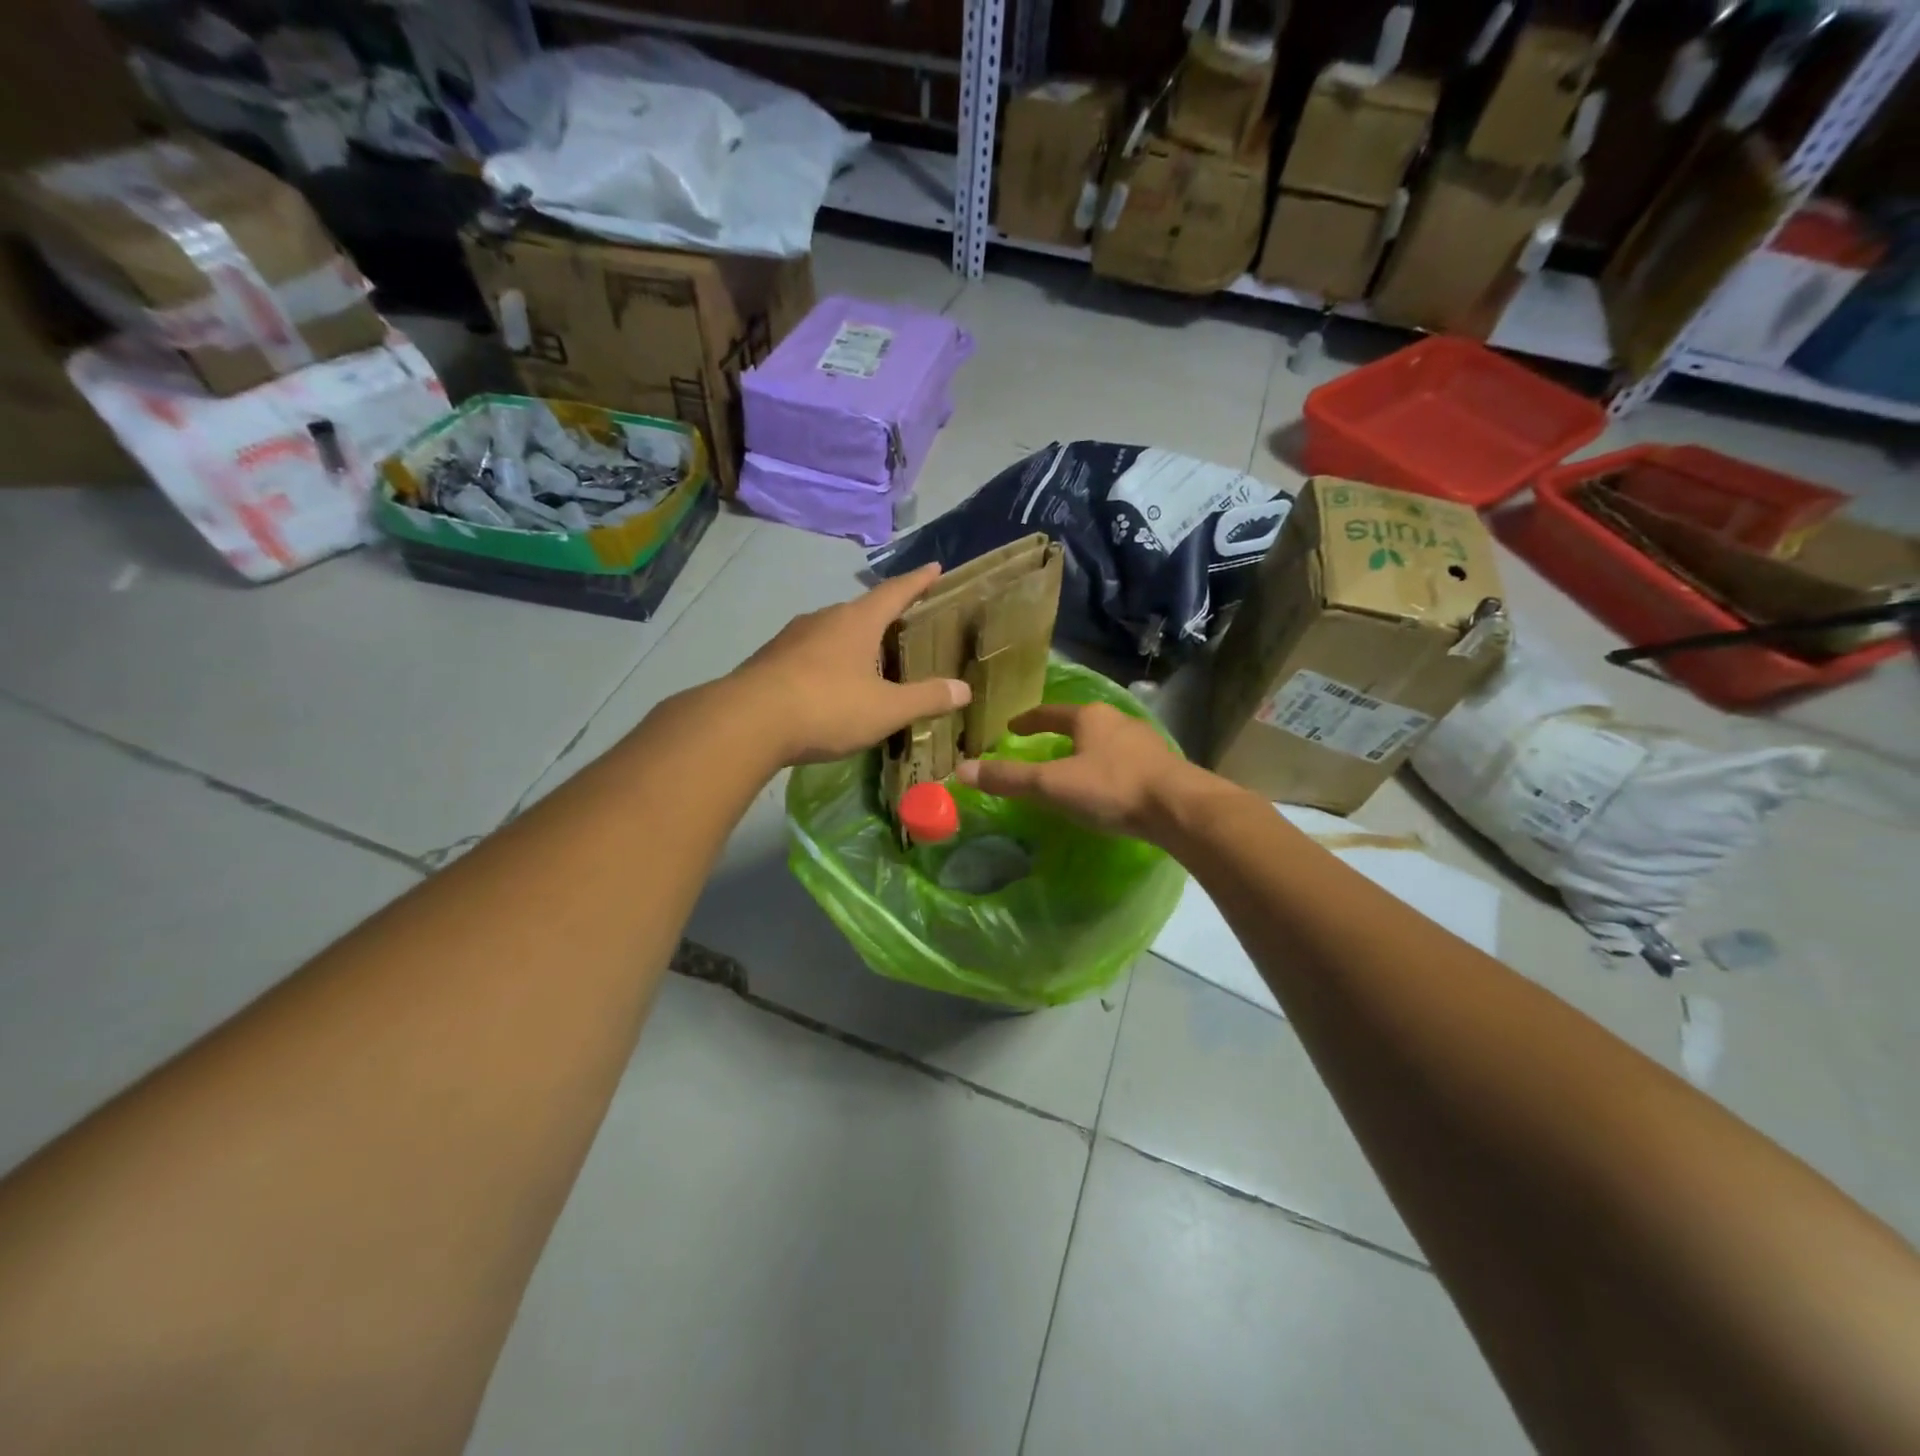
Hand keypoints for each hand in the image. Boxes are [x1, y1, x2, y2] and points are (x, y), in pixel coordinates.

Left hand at [728, 563, 970, 765]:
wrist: (748, 722)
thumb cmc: (827, 707)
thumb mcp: (886, 709)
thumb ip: (926, 698)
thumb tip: (964, 689)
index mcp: (857, 621)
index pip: (895, 592)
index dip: (918, 581)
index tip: (935, 567)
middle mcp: (824, 618)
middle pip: (862, 610)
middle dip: (884, 616)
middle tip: (904, 626)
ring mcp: (792, 637)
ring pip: (832, 631)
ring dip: (853, 641)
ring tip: (869, 660)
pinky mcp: (770, 659)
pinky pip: (809, 653)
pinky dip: (828, 662)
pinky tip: (830, 685)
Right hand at [954, 701, 1216, 842]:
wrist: (1180, 808)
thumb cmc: (1111, 788)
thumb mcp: (1052, 785)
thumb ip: (1009, 779)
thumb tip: (960, 770)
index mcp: (1089, 718)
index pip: (1049, 713)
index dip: (1028, 721)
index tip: (1011, 728)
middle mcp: (1117, 721)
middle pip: (1081, 723)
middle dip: (1061, 734)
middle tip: (1041, 747)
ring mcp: (1144, 741)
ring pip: (1106, 741)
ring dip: (1088, 751)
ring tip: (1074, 767)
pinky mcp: (1163, 765)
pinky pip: (1126, 761)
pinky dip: (1109, 768)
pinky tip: (1108, 786)